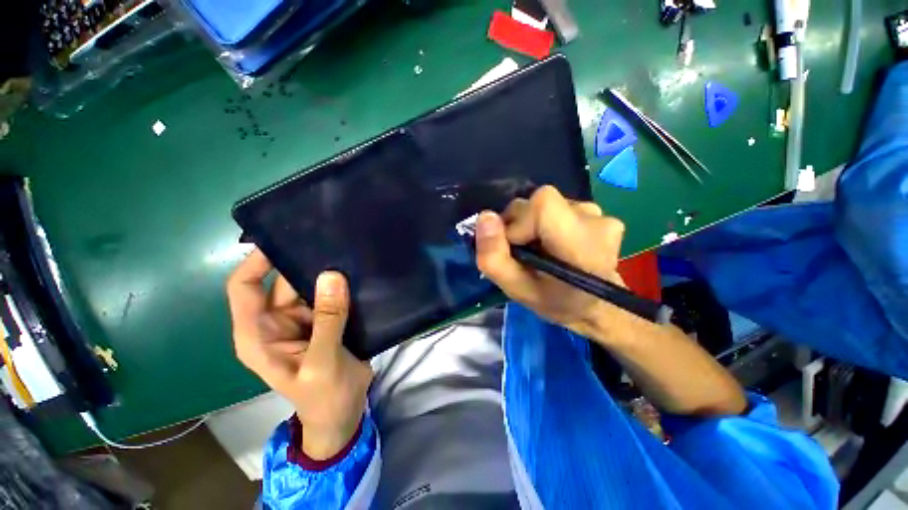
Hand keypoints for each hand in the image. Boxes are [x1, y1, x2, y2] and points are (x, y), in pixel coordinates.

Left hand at [226, 250, 371, 459]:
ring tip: (347, 251)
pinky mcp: (324, 321)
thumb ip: (327, 320)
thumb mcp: (322, 362)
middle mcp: (276, 322)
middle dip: (302, 263)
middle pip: (283, 282)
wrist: (343, 414)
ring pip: (310, 286)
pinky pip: (330, 295)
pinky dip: (340, 285)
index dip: (257, 262)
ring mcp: (303, 320)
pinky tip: (356, 272)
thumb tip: (332, 275)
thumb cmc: (324, 396)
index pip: (245, 288)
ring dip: (326, 273)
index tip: (283, 239)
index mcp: (259, 334)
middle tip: (330, 241)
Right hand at [474, 186, 626, 339]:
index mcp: (579, 244)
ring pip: (547, 204)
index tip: (515, 246)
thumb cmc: (555, 302)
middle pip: (540, 201)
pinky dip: (546, 221)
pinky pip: (558, 207)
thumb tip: (485, 217)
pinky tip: (553, 242)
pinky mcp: (597, 212)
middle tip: (523, 251)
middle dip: (521, 222)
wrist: (595, 305)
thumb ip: (494, 257)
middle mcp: (595, 221)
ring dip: (533, 223)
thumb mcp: (516, 290)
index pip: (542, 203)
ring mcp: (600, 214)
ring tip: (540, 249)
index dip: (519, 220)